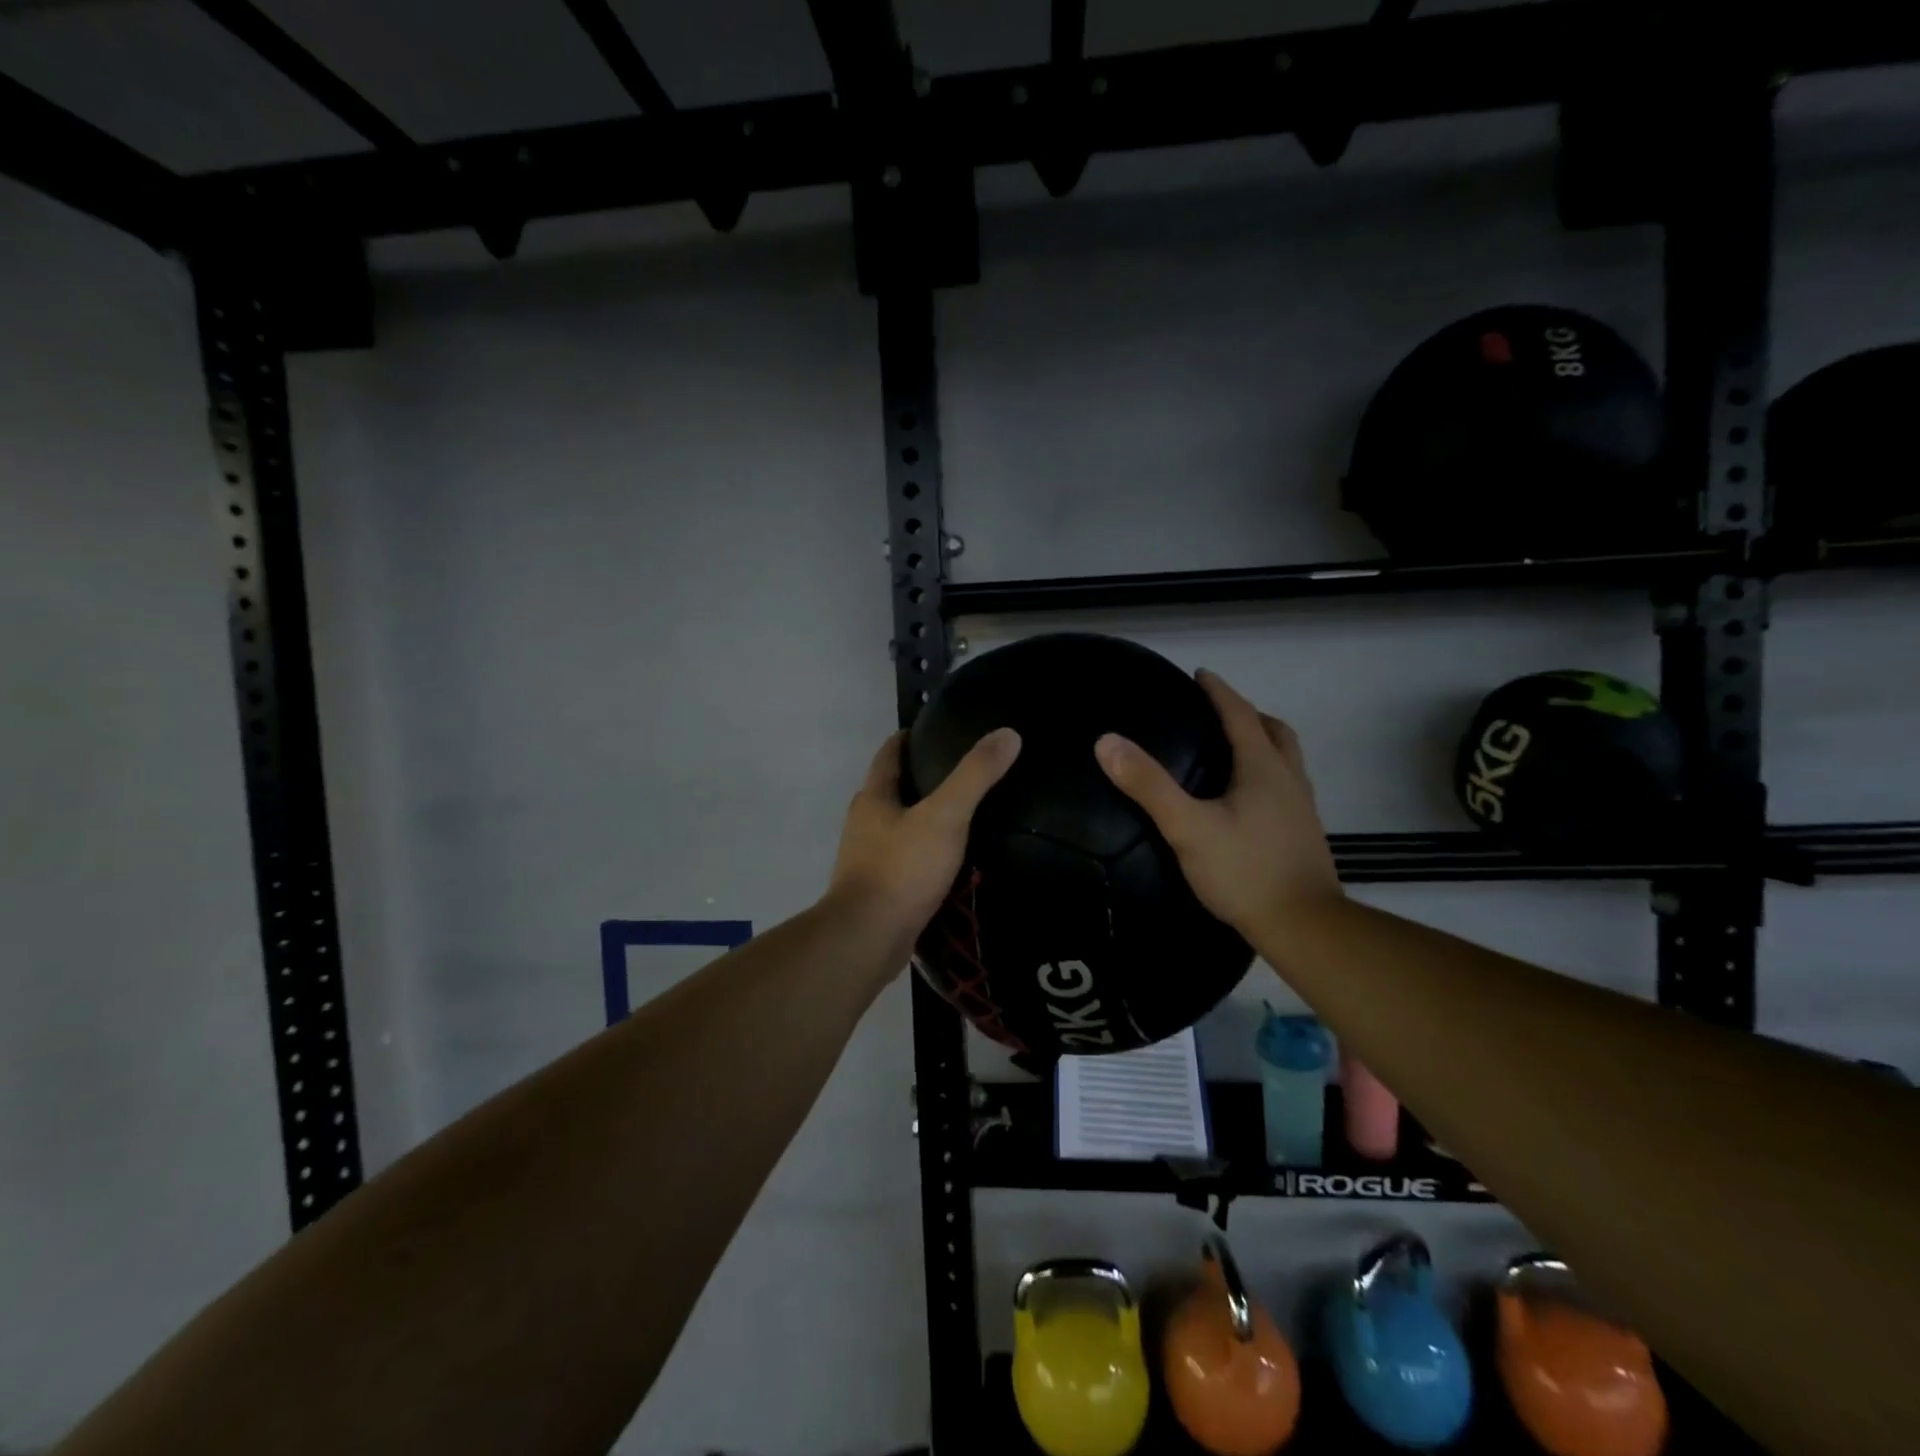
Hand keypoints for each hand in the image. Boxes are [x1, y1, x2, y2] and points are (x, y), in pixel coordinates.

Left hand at [828, 726, 1021, 966]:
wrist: (868, 937)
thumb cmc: (902, 869)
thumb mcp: (945, 816)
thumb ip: (975, 776)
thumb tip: (1008, 734)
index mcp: (873, 798)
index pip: (888, 754)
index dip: (907, 738)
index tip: (932, 730)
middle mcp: (864, 822)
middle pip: (889, 789)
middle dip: (917, 777)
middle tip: (957, 771)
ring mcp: (866, 858)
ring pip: (895, 825)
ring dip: (919, 816)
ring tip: (959, 813)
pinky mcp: (877, 889)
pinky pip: (902, 858)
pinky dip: (922, 850)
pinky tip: (948, 858)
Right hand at [1094, 669, 1339, 939]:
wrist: (1304, 926)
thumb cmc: (1244, 871)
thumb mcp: (1187, 827)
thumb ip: (1148, 785)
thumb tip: (1107, 741)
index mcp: (1263, 768)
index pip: (1240, 715)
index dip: (1219, 692)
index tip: (1200, 675)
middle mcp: (1289, 779)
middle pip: (1273, 731)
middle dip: (1246, 714)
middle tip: (1218, 712)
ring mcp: (1301, 808)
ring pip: (1285, 759)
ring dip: (1262, 743)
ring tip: (1232, 751)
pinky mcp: (1303, 834)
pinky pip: (1286, 786)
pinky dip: (1266, 774)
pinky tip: (1245, 800)